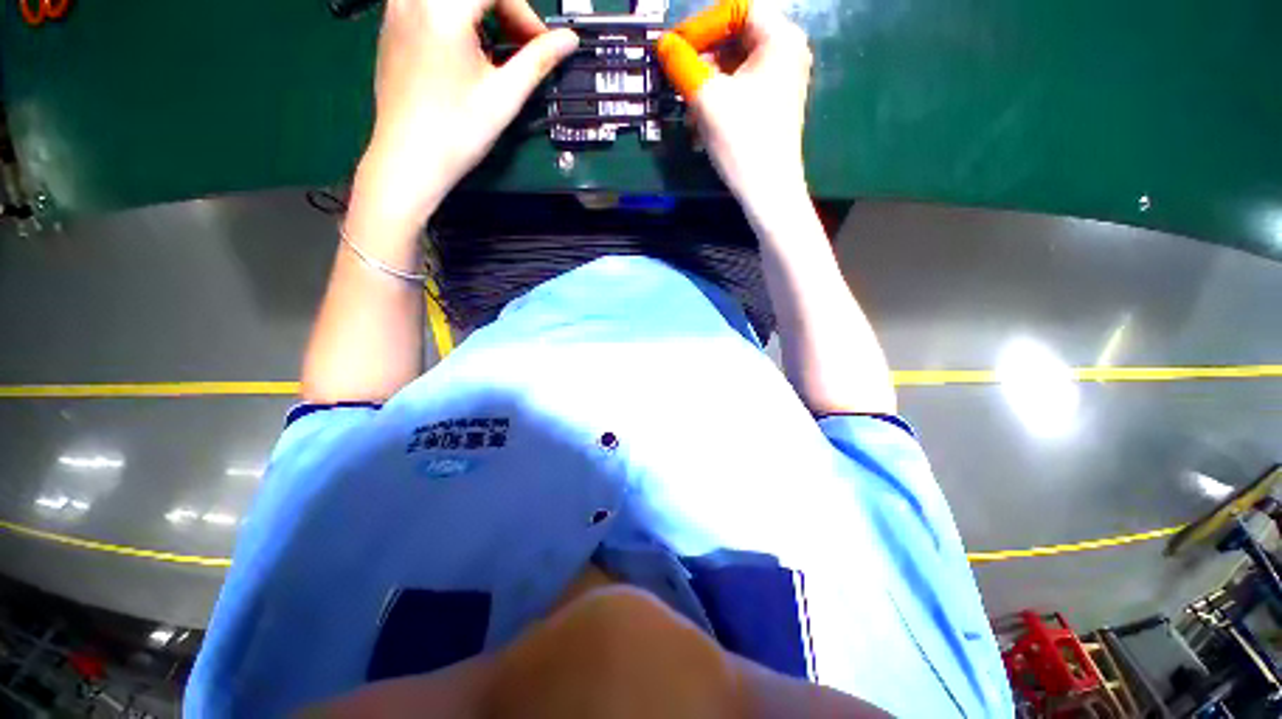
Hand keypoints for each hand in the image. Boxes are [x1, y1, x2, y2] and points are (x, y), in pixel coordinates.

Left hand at [353, 0, 579, 232]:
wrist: (408, 159)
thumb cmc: (458, 132)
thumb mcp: (504, 96)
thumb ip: (538, 60)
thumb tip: (570, 39)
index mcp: (443, 9)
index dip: (526, 14)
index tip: (540, 47)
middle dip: (505, 11)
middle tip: (521, 47)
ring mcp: (397, 9)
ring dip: (482, 14)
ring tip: (495, 53)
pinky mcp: (390, 25)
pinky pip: (431, 5)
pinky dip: (457, 19)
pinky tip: (466, 53)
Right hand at [656, 2, 811, 213]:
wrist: (769, 192)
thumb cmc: (743, 141)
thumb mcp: (707, 99)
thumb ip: (682, 65)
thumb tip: (663, 45)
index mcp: (779, 38)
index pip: (735, 9)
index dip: (700, 26)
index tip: (674, 49)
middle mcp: (786, 53)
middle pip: (734, 39)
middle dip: (701, 62)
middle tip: (677, 81)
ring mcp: (781, 82)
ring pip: (734, 69)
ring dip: (705, 89)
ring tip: (687, 114)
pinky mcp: (772, 106)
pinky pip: (740, 91)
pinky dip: (717, 104)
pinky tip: (700, 129)